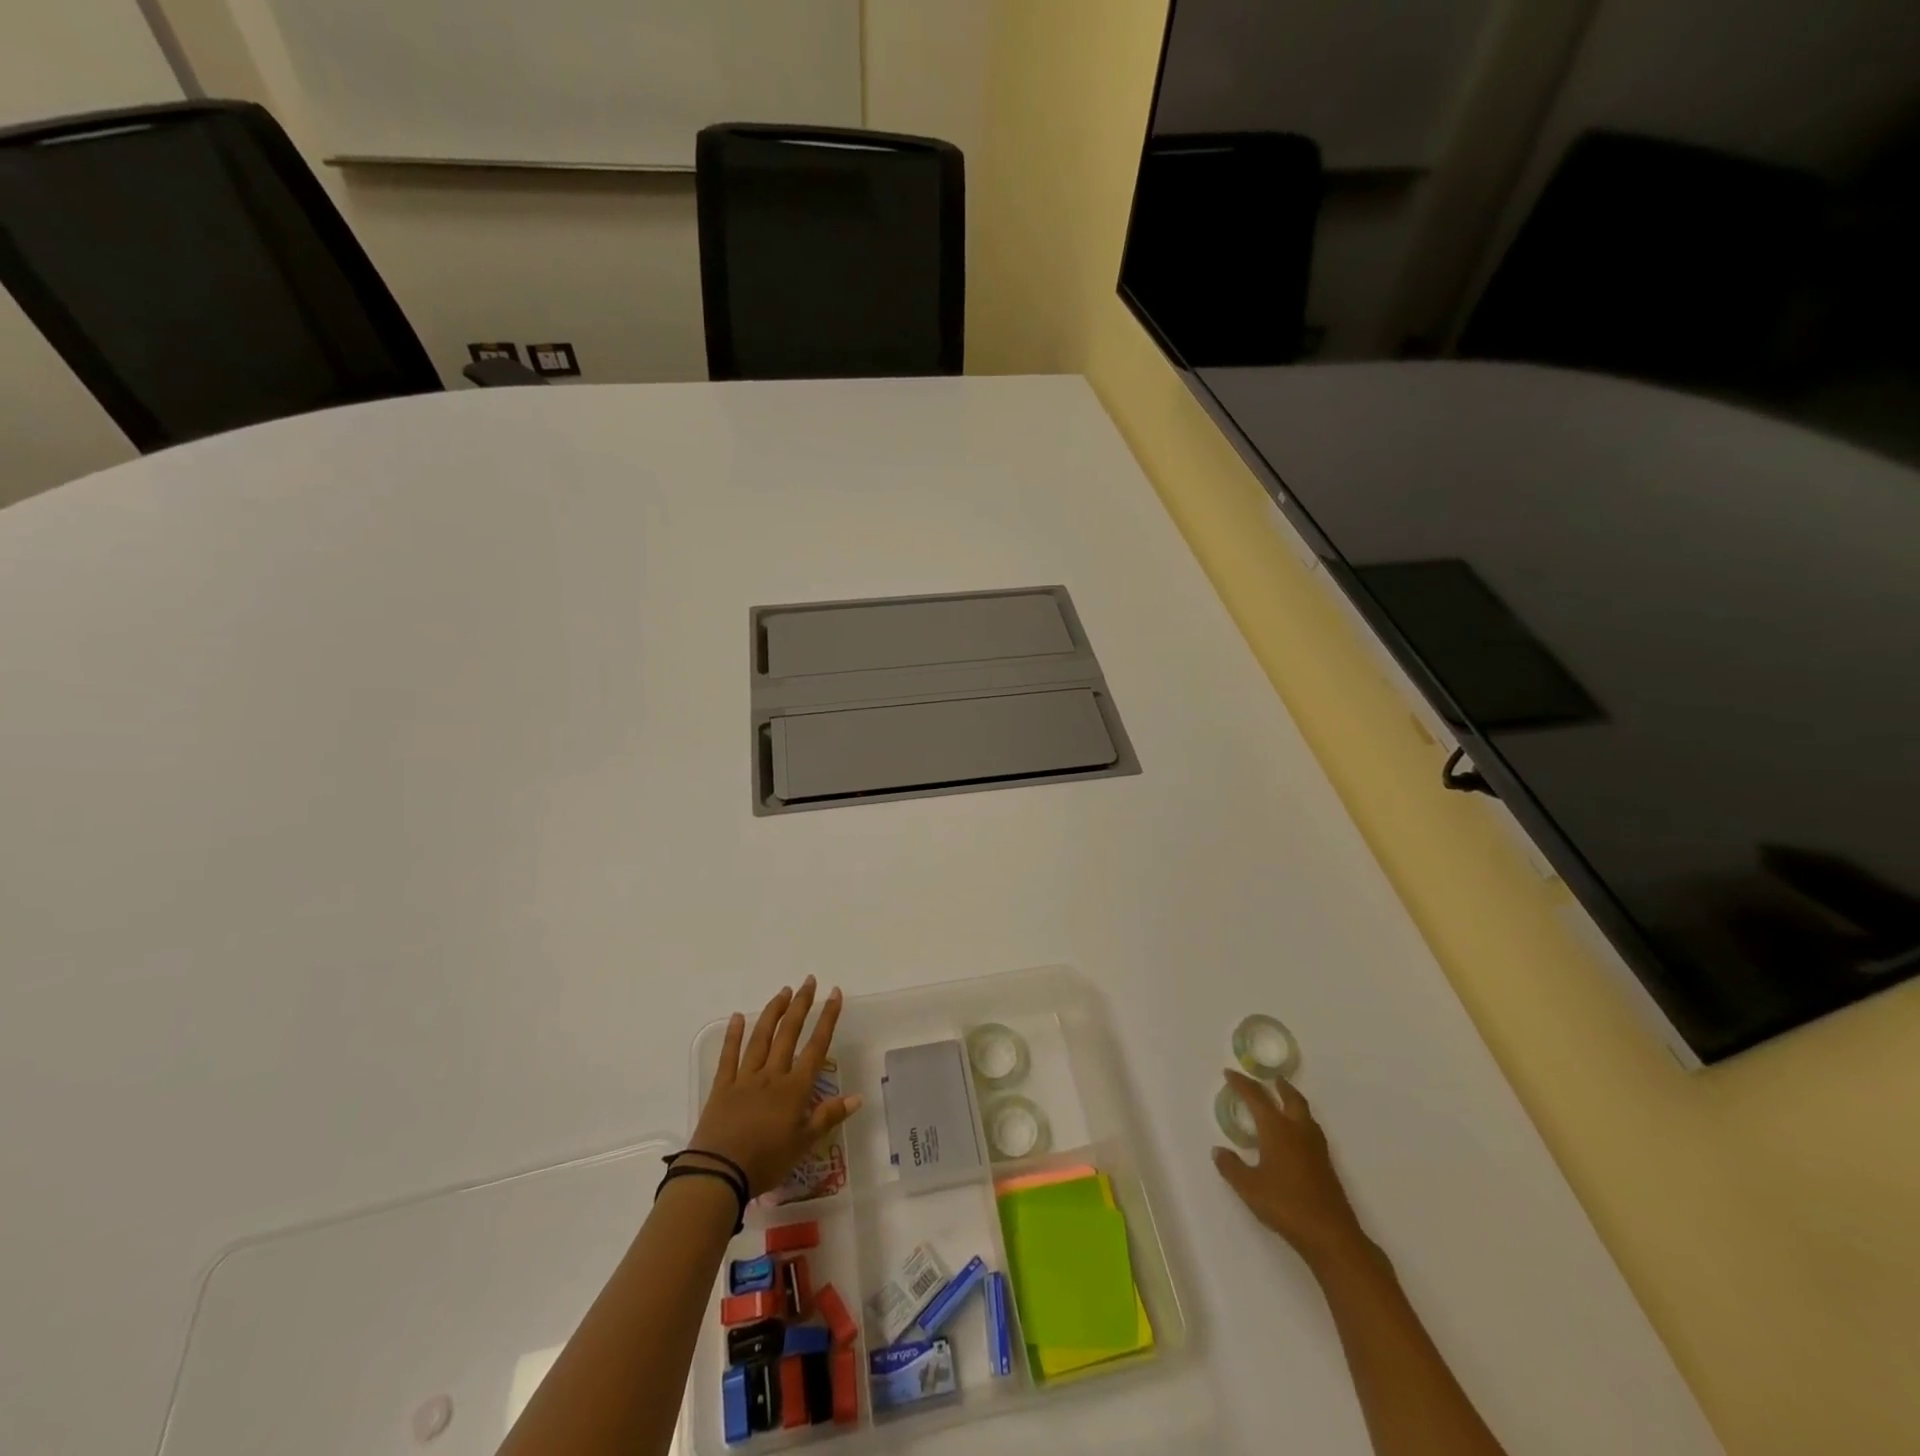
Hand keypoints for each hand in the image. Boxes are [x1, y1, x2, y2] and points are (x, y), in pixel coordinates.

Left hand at [687, 978, 862, 1197]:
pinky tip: (737, 1017)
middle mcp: (772, 1075)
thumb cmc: (766, 1162)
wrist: (719, 1174)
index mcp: (794, 1089)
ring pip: (761, 1038)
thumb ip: (828, 1117)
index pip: (816, 1047)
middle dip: (801, 1005)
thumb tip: (857, 1097)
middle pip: (789, 1033)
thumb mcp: (803, 1145)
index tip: (834, 993)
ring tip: (783, 991)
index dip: (827, 1019)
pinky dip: (733, 1035)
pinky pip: (729, 1056)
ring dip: (773, 1012)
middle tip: (809, 981)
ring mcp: (745, 1078)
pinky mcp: (722, 1087)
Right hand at [1213, 1069, 1367, 1266]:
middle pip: (1291, 1098)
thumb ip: (1231, 1167)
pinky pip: (1312, 1130)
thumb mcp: (1249, 1188)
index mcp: (1277, 1129)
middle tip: (1271, 1079)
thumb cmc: (1286, 1205)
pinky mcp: (1326, 1165)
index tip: (1230, 1073)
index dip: (1242, 1083)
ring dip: (1293, 1102)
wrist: (1331, 1235)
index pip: (1257, 1097)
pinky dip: (1301, 1122)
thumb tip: (1218, 1151)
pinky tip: (1296, 1137)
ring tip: (1284, 1102)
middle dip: (1279, 1086)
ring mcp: (1316, 1148)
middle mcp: (1298, 1131)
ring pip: (1305, 1114)